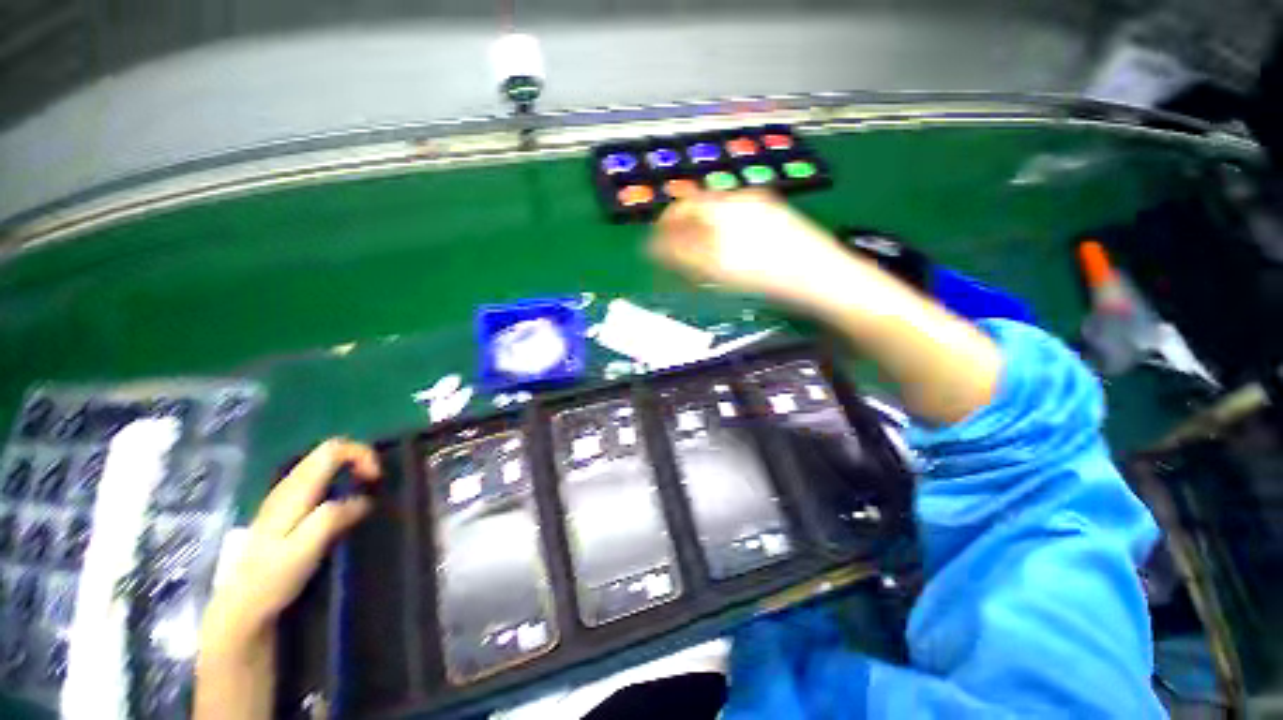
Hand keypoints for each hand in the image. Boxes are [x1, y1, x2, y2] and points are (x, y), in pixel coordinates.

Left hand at [199, 438, 380, 654]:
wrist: (240, 606)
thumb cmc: (274, 577)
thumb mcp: (307, 548)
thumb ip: (334, 517)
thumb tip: (364, 500)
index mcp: (296, 490)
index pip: (333, 449)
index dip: (362, 454)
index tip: (375, 479)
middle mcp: (288, 486)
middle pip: (328, 451)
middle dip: (358, 459)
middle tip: (373, 484)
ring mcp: (283, 497)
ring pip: (322, 464)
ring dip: (348, 470)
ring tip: (362, 493)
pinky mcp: (284, 510)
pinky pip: (316, 480)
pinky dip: (337, 481)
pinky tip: (340, 506)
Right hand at [648, 190, 862, 310]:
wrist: (821, 276)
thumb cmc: (765, 274)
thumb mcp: (714, 267)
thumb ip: (678, 254)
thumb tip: (652, 248)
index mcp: (722, 208)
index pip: (681, 209)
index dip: (664, 228)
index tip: (655, 248)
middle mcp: (739, 200)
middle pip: (699, 212)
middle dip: (683, 233)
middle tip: (678, 259)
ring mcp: (759, 207)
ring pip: (718, 218)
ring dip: (702, 236)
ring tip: (701, 262)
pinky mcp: (774, 217)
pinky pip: (737, 222)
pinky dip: (723, 237)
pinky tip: (728, 256)